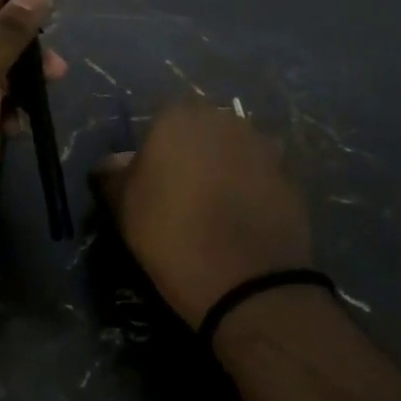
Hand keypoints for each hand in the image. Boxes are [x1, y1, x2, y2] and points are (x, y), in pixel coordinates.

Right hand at [93, 103, 311, 326]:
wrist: (249, 282)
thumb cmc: (171, 236)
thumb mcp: (124, 208)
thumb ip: (114, 175)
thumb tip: (111, 163)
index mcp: (178, 118)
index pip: (159, 120)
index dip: (154, 149)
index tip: (150, 180)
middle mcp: (223, 119)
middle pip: (200, 129)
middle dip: (192, 152)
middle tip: (181, 192)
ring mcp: (262, 145)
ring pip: (232, 149)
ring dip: (224, 167)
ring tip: (215, 207)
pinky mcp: (290, 174)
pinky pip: (259, 173)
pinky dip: (250, 188)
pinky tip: (242, 218)